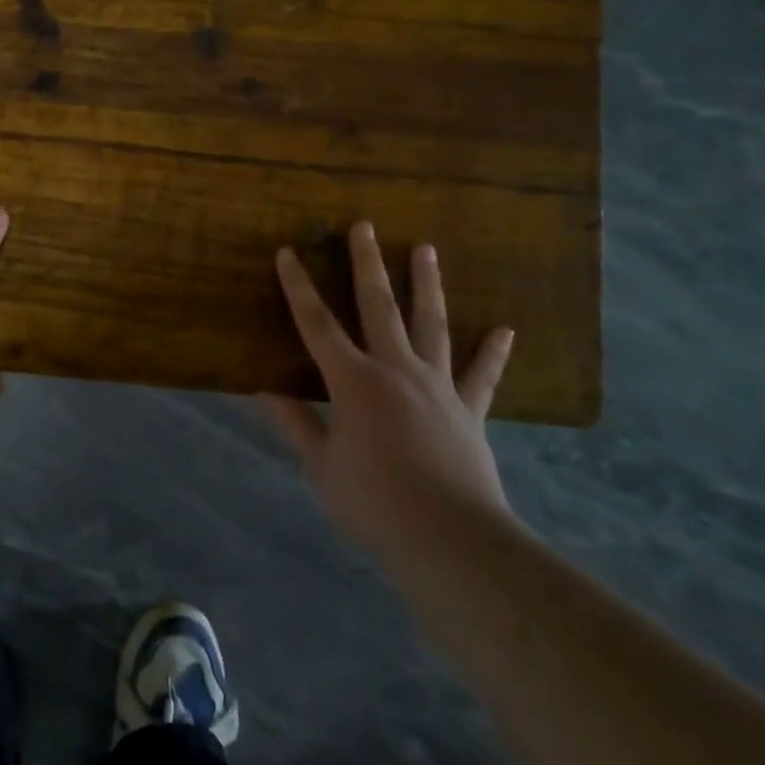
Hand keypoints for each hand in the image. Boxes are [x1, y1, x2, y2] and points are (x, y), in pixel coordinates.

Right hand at [264, 223, 515, 550]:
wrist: (450, 539)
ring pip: (431, 324)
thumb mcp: (321, 466)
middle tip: (365, 226)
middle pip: (379, 306)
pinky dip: (493, 352)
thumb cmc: (374, 502)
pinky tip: (504, 330)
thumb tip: (260, 389)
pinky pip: (481, 375)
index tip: (288, 253)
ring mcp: (437, 385)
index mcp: (354, 381)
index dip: (299, 287)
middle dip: (368, 263)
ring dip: (427, 285)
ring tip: (427, 249)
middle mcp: (396, 369)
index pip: (317, 324)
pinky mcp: (469, 409)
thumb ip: (295, 423)